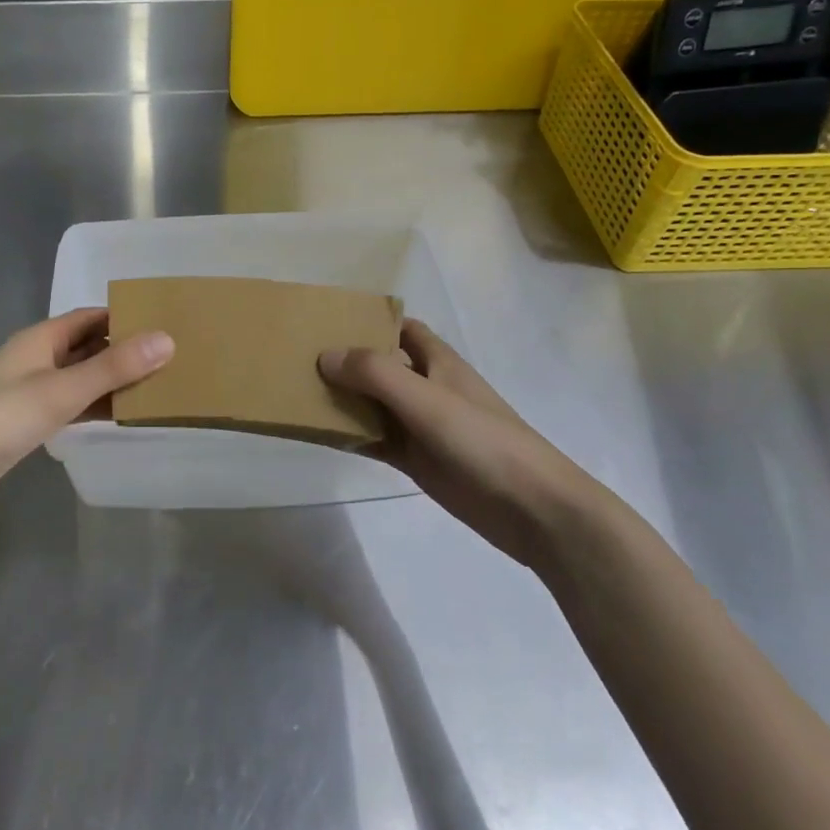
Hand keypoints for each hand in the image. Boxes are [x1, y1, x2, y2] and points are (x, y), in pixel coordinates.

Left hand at [0, 309, 172, 524]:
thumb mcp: (62, 390)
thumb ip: (114, 367)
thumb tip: (167, 339)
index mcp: (41, 338)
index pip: (91, 317)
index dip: (126, 318)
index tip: (166, 325)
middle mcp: (37, 358)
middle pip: (88, 346)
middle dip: (124, 351)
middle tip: (172, 360)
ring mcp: (31, 391)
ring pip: (81, 378)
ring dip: (112, 382)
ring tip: (158, 388)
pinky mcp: (27, 421)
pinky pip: (71, 405)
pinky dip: (95, 407)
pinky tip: (121, 417)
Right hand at [319, 319, 601, 568]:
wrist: (531, 508)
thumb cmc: (482, 440)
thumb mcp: (426, 399)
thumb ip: (375, 374)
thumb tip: (325, 356)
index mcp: (438, 361)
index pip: (401, 328)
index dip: (370, 321)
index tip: (327, 321)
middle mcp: (427, 388)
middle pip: (381, 366)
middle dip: (347, 360)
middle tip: (299, 358)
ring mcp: (422, 426)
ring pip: (375, 405)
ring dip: (344, 400)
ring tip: (298, 393)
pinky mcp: (418, 461)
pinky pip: (377, 440)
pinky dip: (352, 436)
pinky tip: (322, 436)